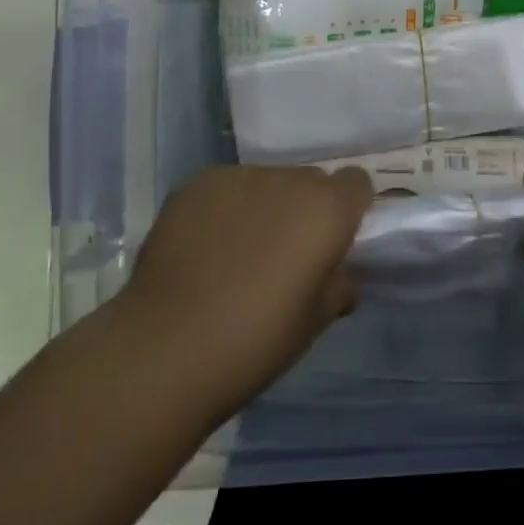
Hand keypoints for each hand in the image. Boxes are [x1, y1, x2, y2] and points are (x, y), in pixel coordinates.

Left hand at [120, 165, 372, 408]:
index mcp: (327, 209)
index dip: (348, 208)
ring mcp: (238, 177)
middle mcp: (287, 180)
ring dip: (262, 207)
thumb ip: (338, 286)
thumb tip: (339, 275)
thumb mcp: (315, 323)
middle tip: (284, 253)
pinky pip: (225, 189)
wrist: (167, 348)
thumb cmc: (256, 341)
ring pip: (265, 183)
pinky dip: (223, 209)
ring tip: (236, 252)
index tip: (333, 240)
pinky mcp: (196, 183)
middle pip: (309, 181)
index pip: (356, 182)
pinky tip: (203, 248)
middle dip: (304, 209)